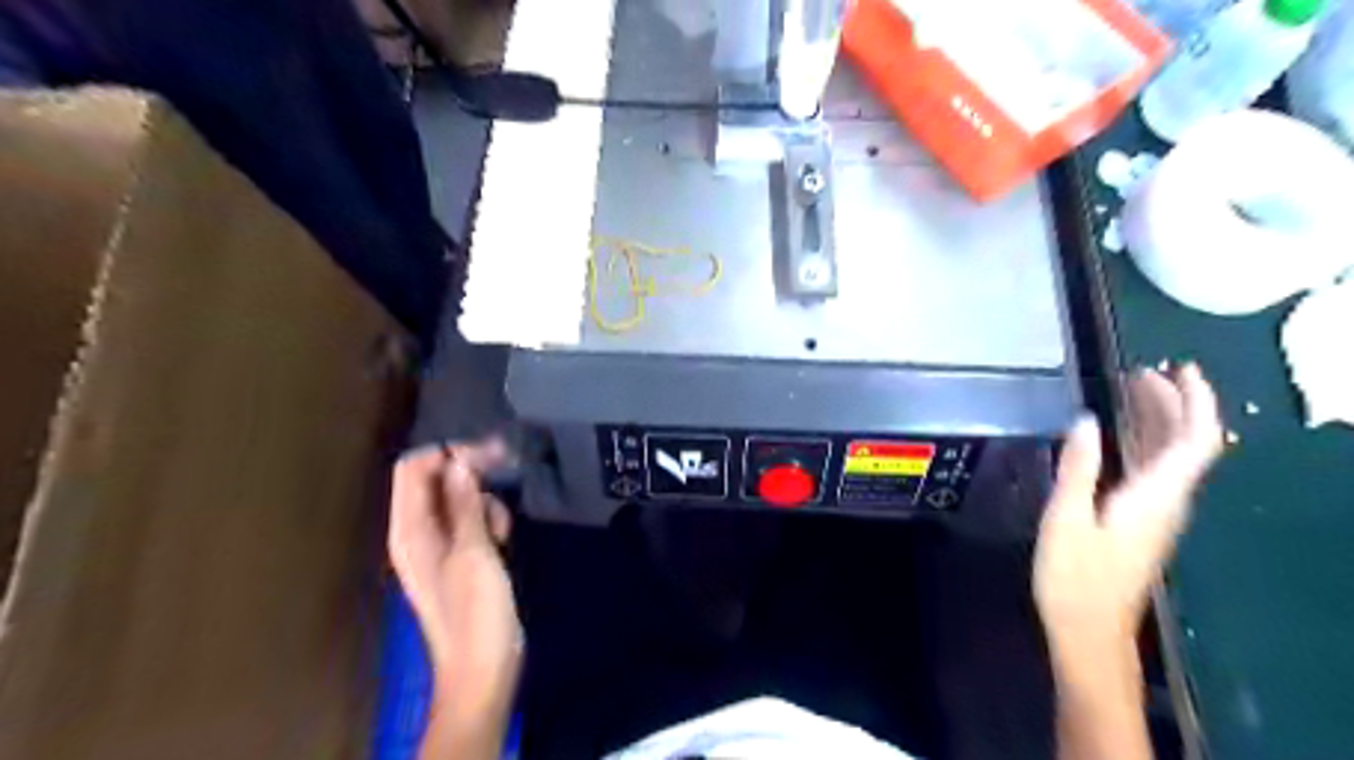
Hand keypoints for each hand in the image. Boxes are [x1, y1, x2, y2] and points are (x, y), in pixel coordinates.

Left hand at [392, 440, 522, 716]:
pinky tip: (503, 539)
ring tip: (501, 528)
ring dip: (483, 500)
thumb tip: (459, 462)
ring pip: (458, 499)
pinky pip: (471, 521)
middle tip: (505, 464)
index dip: (446, 453)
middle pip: (436, 480)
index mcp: (410, 530)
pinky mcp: (461, 557)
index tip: (486, 453)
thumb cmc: (475, 612)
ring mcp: (440, 546)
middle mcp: (419, 533)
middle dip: (469, 470)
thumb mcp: (473, 553)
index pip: (414, 470)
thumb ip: (465, 505)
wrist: (483, 667)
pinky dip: (488, 519)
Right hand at [1038, 366, 1229, 650]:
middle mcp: (1166, 501)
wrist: (1087, 629)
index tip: (1179, 370)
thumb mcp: (1066, 518)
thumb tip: (1086, 419)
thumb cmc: (1075, 576)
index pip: (1195, 441)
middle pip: (1187, 444)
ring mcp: (1155, 513)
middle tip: (1141, 372)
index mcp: (1155, 497)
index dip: (1195, 402)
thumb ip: (1078, 468)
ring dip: (1157, 421)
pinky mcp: (1140, 521)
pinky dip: (1143, 442)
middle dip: (1172, 404)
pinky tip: (1118, 436)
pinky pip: (1153, 470)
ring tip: (1130, 392)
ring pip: (1170, 457)